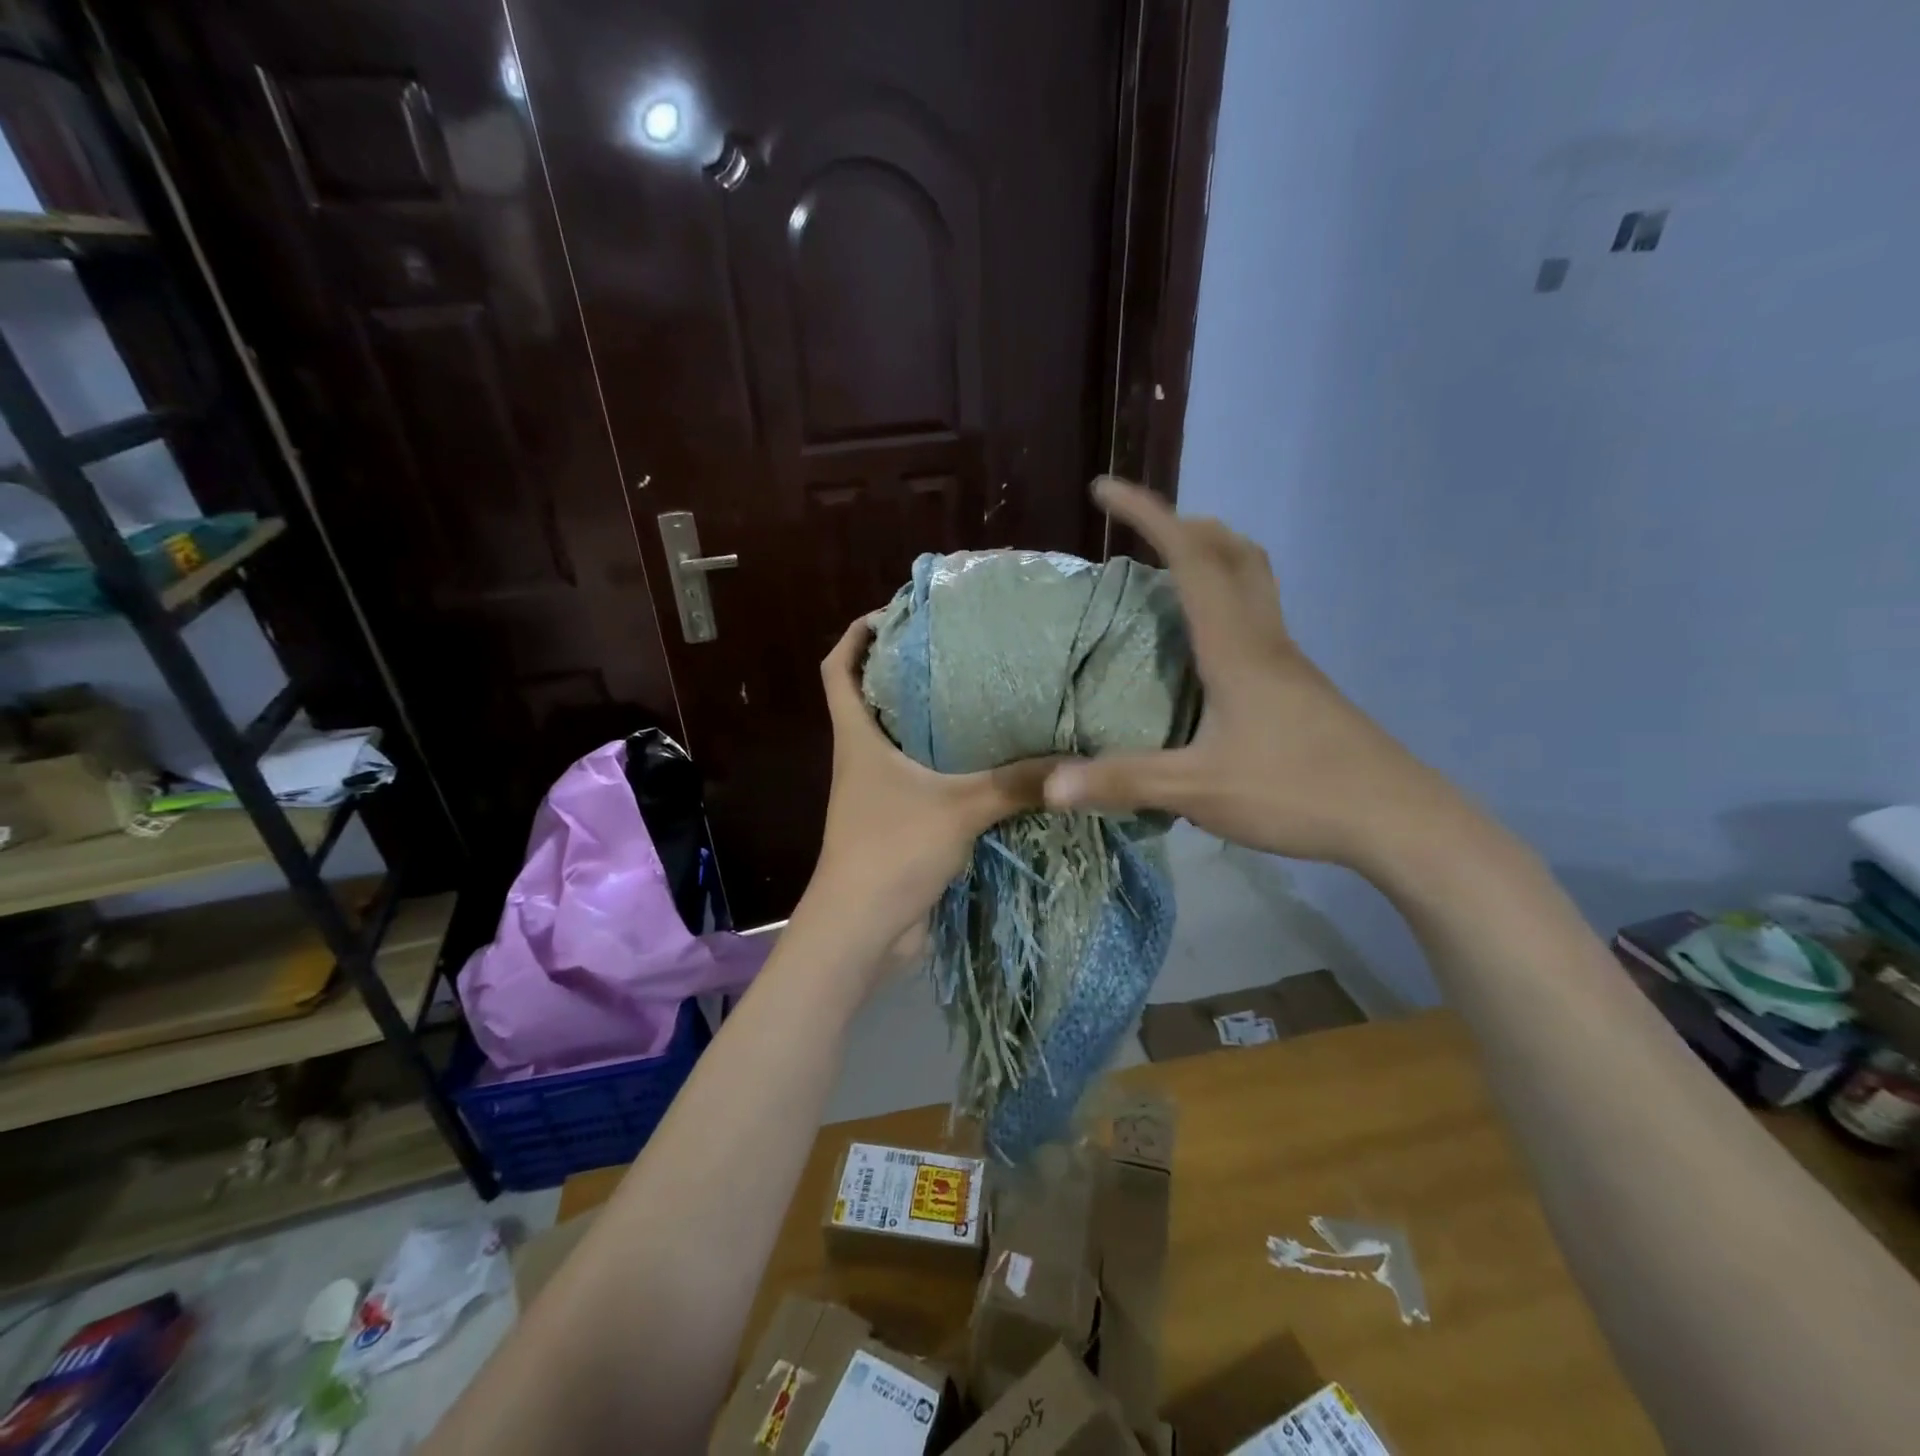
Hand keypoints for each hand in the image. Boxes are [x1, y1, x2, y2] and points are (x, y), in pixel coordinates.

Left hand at [801, 616, 1055, 964]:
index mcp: (858, 740)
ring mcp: (880, 796)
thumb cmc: (892, 851)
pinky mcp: (901, 826)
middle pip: (873, 700)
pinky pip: (926, 785)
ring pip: (903, 744)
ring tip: (985, 698)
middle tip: (960, 649)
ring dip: (934, 723)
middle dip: (907, 672)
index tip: (892, 613)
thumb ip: (1016, 783)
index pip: (836, 670)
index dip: (855, 636)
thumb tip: (1076, 761)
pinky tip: (993, 766)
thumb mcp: (959, 808)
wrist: (862, 932)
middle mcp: (863, 760)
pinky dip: (952, 770)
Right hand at [1044, 478, 1455, 869]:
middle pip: (1234, 553)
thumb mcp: (1198, 791)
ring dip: (1210, 557)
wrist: (1395, 818)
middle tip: (1141, 530)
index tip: (1104, 490)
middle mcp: (1264, 641)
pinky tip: (1201, 649)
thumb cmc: (1296, 791)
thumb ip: (1124, 782)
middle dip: (1184, 525)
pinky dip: (1222, 601)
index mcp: (1235, 649)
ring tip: (1166, 575)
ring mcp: (1287, 663)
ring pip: (1252, 581)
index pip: (1191, 559)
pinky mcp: (1298, 687)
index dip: (1148, 515)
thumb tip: (1049, 788)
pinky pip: (1255, 619)